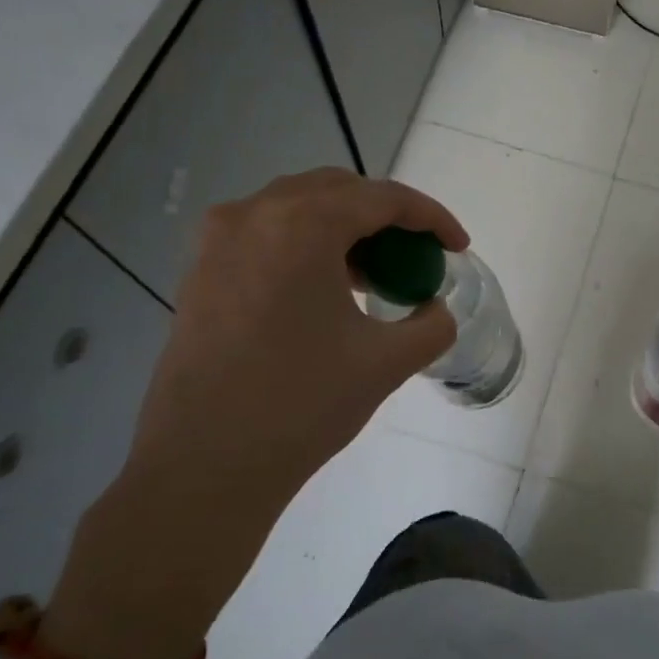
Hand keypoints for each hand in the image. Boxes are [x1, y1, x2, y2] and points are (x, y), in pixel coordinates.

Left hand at [46, 169, 466, 658]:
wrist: (204, 468)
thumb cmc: (302, 404)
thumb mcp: (387, 362)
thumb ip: (432, 325)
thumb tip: (435, 310)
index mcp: (301, 225)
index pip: (383, 198)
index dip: (431, 217)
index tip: (458, 246)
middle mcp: (253, 215)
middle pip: (337, 191)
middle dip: (386, 216)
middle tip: (416, 255)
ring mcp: (217, 242)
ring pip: (297, 209)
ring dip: (344, 228)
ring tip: (374, 276)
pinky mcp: (199, 272)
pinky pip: (265, 235)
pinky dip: (305, 246)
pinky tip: (324, 291)